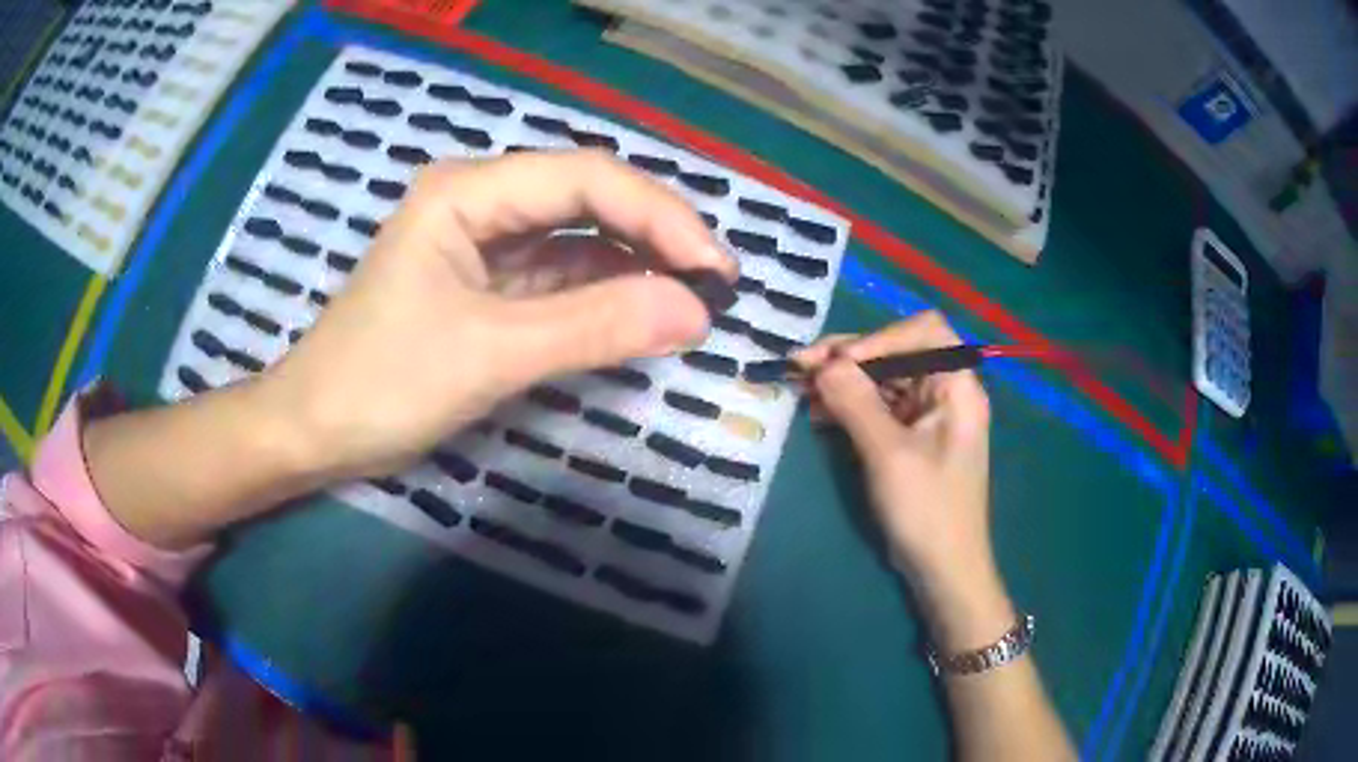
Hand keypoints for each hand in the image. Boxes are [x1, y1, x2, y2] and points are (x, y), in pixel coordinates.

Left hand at [261, 150, 735, 478]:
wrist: (315, 431)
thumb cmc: (381, 383)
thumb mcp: (490, 354)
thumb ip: (593, 327)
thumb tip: (694, 312)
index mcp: (467, 192)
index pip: (586, 178)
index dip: (659, 216)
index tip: (714, 270)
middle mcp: (480, 202)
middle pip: (587, 199)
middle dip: (654, 237)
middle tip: (714, 285)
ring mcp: (483, 245)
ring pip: (578, 238)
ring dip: (634, 266)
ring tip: (691, 300)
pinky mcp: (487, 286)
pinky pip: (559, 277)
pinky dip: (602, 295)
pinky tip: (640, 311)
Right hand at [794, 312, 1010, 650]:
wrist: (944, 570)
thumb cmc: (927, 510)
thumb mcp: (889, 455)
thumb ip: (856, 403)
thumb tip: (823, 364)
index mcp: (957, 386)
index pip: (923, 331)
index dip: (879, 337)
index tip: (838, 363)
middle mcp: (945, 392)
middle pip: (897, 353)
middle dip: (849, 358)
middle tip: (799, 366)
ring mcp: (928, 416)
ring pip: (883, 380)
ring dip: (843, 382)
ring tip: (800, 389)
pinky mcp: (911, 438)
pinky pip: (878, 408)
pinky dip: (849, 406)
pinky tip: (818, 412)